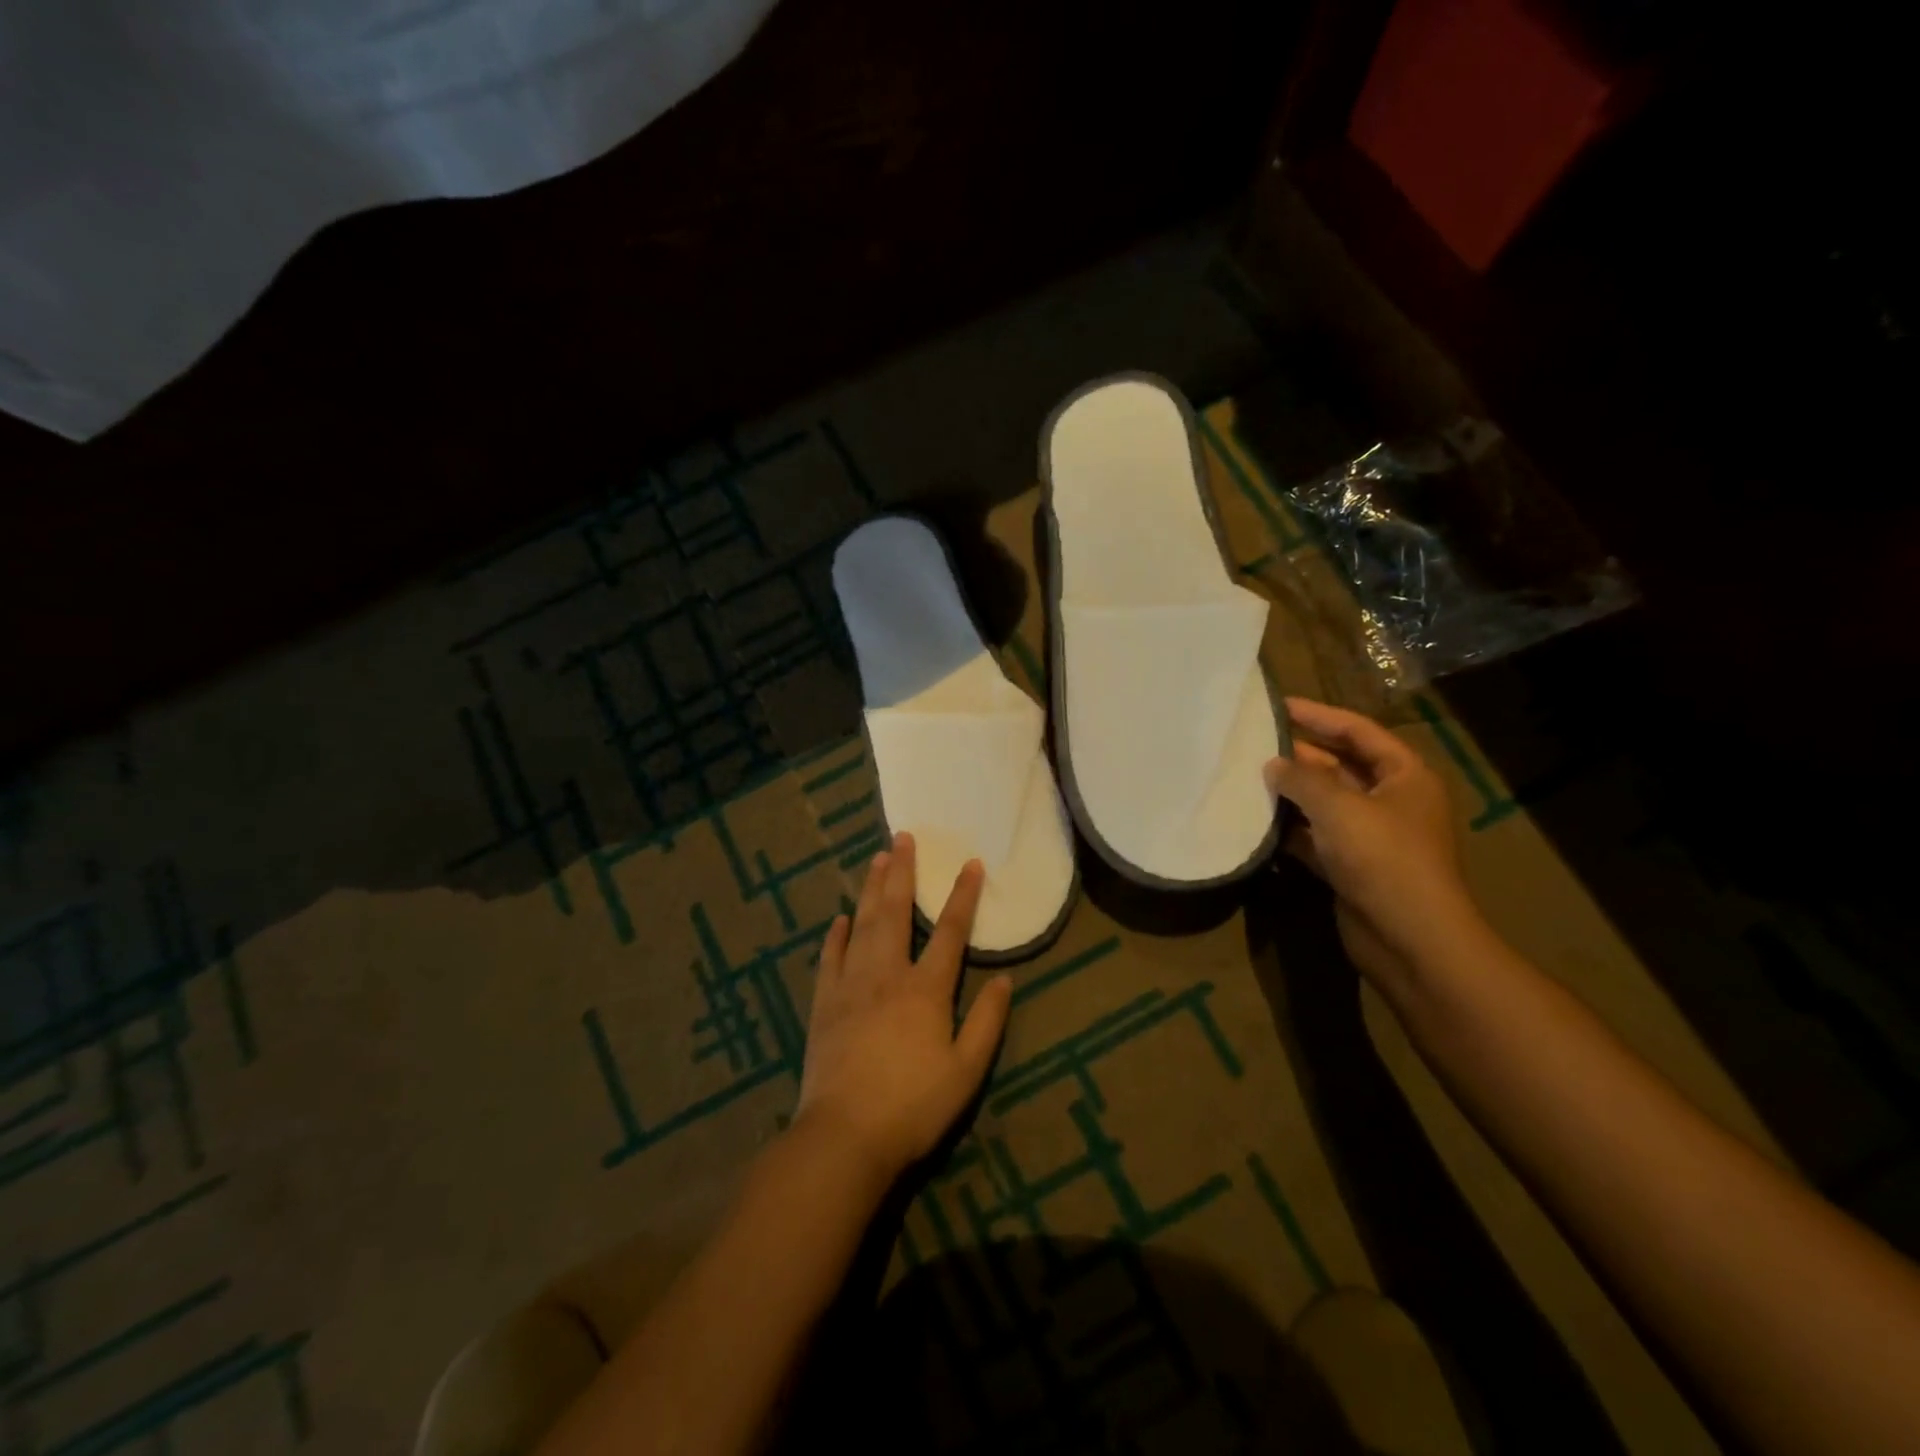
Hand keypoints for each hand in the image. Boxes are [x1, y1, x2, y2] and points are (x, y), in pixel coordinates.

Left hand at [795, 833, 1012, 1185]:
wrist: (844, 1137)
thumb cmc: (913, 1106)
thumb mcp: (966, 1071)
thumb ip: (987, 1022)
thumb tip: (1005, 979)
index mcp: (926, 989)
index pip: (951, 932)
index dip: (963, 896)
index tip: (971, 864)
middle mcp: (887, 975)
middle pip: (896, 913)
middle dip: (903, 873)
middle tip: (903, 838)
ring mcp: (851, 986)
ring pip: (862, 925)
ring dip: (871, 890)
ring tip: (876, 859)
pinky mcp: (824, 1004)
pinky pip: (830, 958)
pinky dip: (835, 935)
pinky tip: (839, 919)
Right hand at [1265, 698, 1481, 987]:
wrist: (1409, 938)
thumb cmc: (1383, 858)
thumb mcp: (1339, 807)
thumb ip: (1301, 779)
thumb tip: (1272, 765)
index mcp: (1404, 776)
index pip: (1358, 731)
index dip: (1318, 715)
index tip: (1277, 706)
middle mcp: (1390, 801)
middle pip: (1339, 766)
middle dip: (1298, 756)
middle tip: (1253, 743)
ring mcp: (1371, 836)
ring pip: (1324, 804)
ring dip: (1290, 794)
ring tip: (1245, 778)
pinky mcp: (1351, 867)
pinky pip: (1315, 837)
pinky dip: (1290, 831)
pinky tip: (1257, 823)